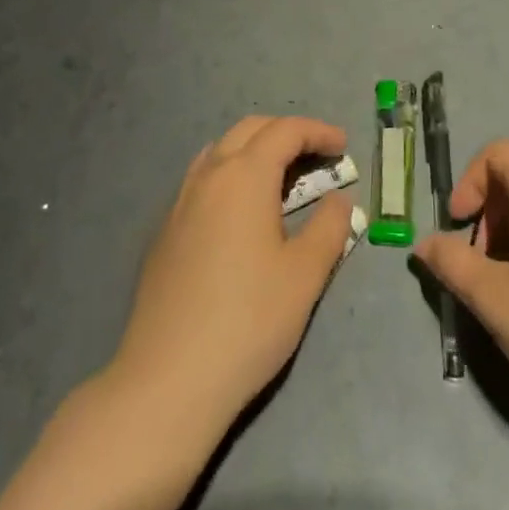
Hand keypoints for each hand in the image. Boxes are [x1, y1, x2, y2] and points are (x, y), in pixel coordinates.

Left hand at [112, 116, 354, 424]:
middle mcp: (208, 176)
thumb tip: (340, 201)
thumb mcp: (305, 275)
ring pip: (221, 151)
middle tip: (317, 157)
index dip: (318, 132)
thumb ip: (330, 228)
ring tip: (281, 179)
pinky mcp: (165, 231)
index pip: (285, 131)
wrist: (169, 379)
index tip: (343, 147)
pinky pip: (202, 180)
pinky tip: (241, 213)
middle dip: (287, 133)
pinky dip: (230, 175)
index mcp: (244, 176)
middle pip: (250, 130)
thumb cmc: (248, 321)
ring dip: (255, 151)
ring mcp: (180, 202)